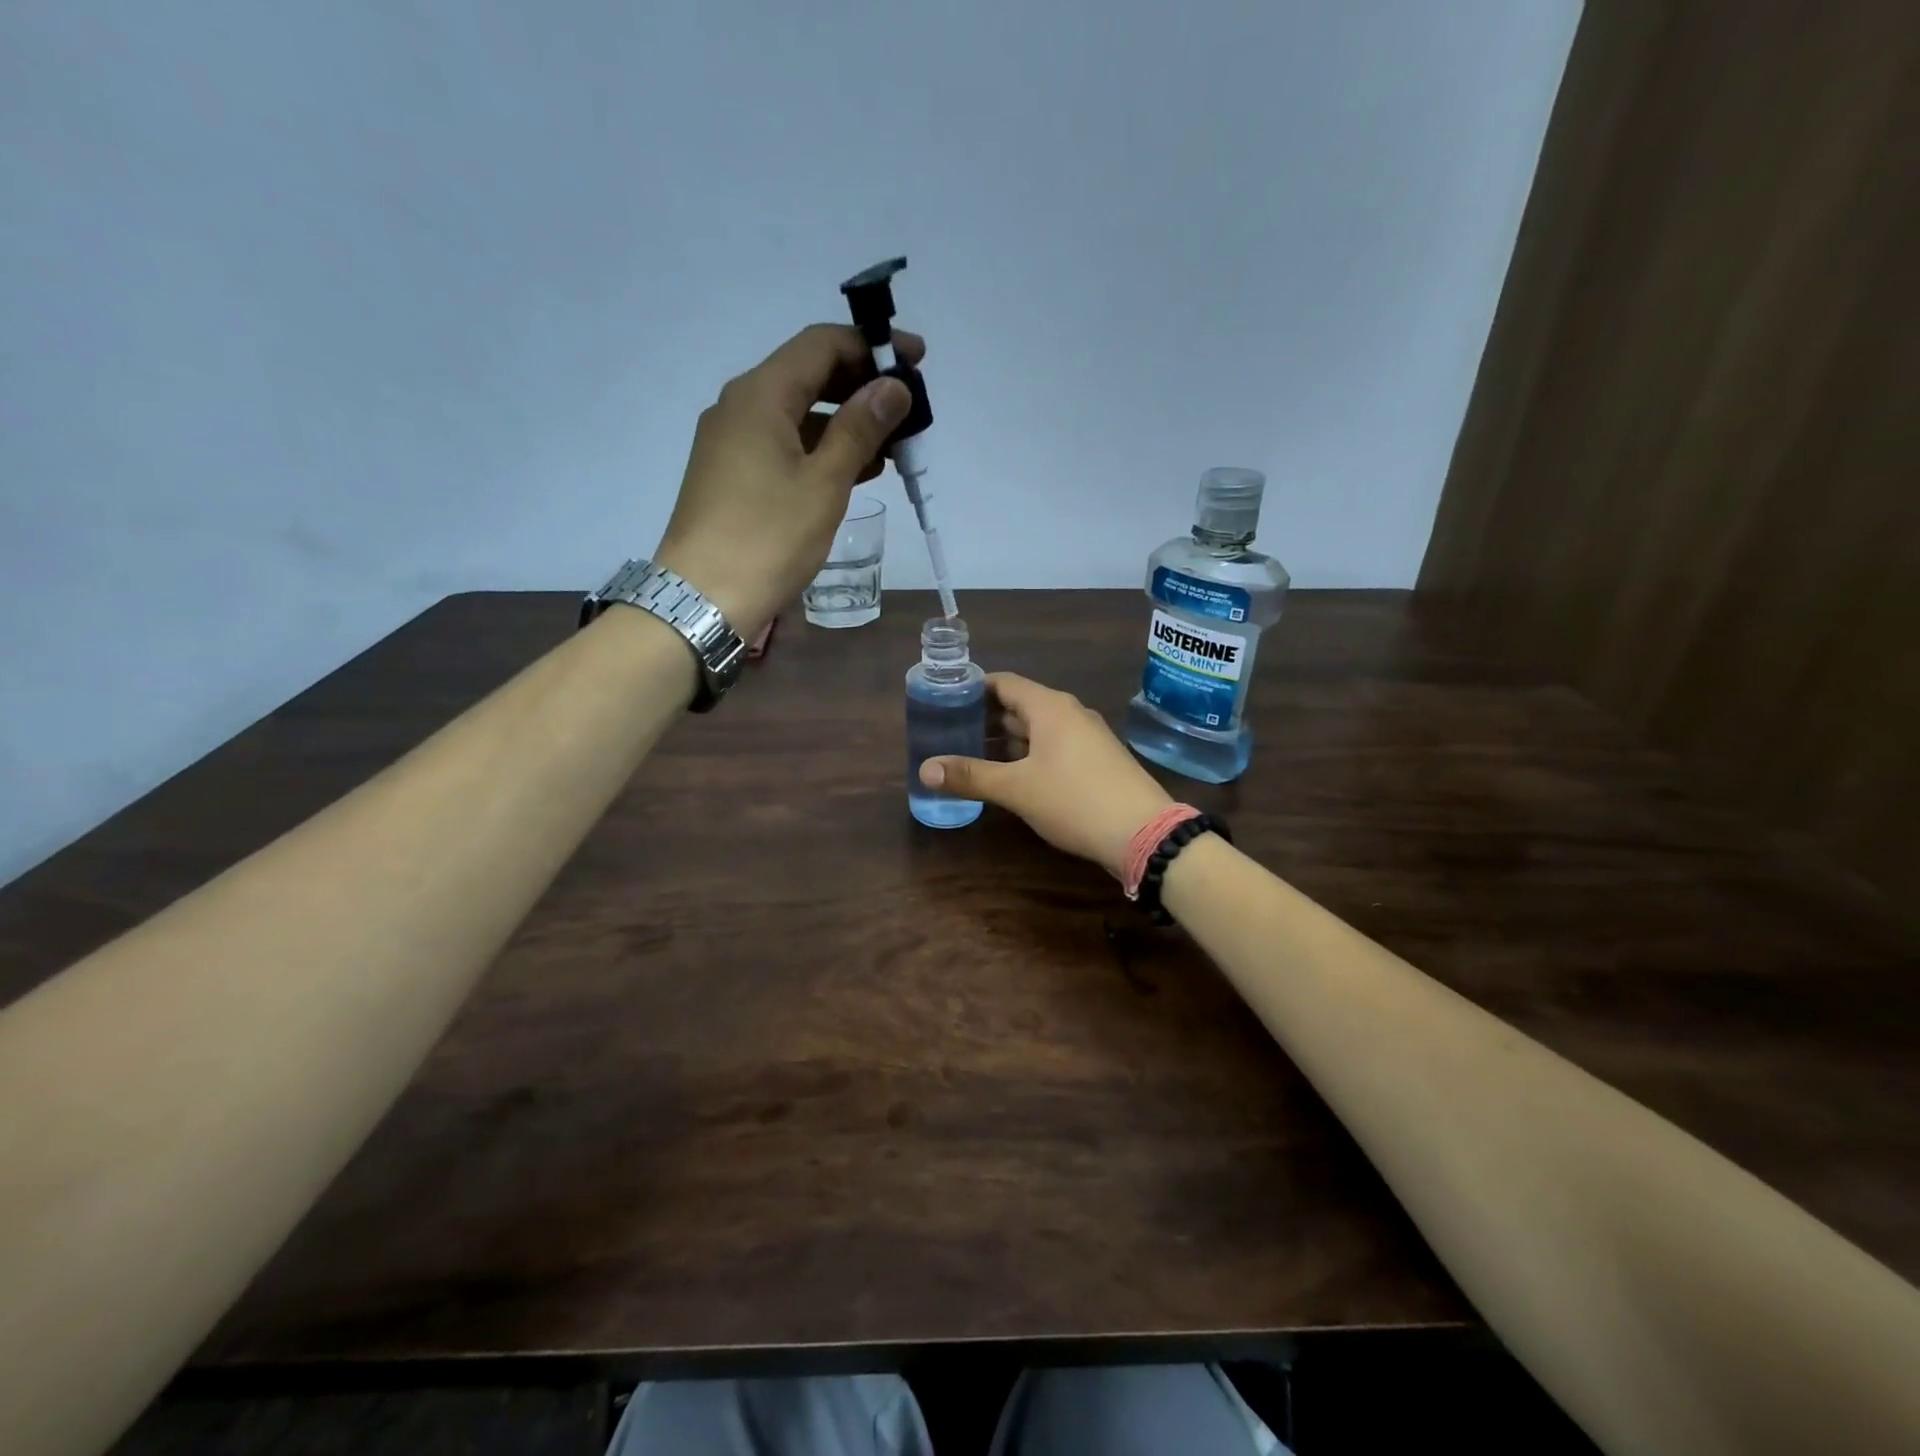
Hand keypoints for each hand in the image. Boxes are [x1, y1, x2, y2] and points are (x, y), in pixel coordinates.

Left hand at [653, 324, 920, 637]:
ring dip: (845, 421)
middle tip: (907, 408)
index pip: (821, 345)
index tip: (915, 360)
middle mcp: (740, 406)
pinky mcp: (731, 474)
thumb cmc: (768, 538)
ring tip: (891, 445)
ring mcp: (731, 441)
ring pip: (798, 413)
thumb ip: (860, 429)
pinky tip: (856, 470)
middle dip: (861, 385)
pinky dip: (822, 449)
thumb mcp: (824, 483)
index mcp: (761, 395)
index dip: (872, 346)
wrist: (704, 598)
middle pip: (808, 375)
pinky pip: (784, 444)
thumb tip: (893, 386)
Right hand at [920, 673, 1174, 878]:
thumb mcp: (1017, 789)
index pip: (1004, 683)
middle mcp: (1069, 713)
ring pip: (1038, 728)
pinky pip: (1054, 746)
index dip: (974, 688)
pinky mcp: (1096, 761)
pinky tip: (1011, 774)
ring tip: (972, 752)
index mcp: (1050, 707)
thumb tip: (924, 769)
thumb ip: (971, 776)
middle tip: (950, 729)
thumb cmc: (1074, 800)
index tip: (946, 698)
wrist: (1144, 833)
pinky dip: (1028, 753)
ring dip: (1007, 738)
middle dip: (986, 716)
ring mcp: (1087, 737)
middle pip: (1020, 705)